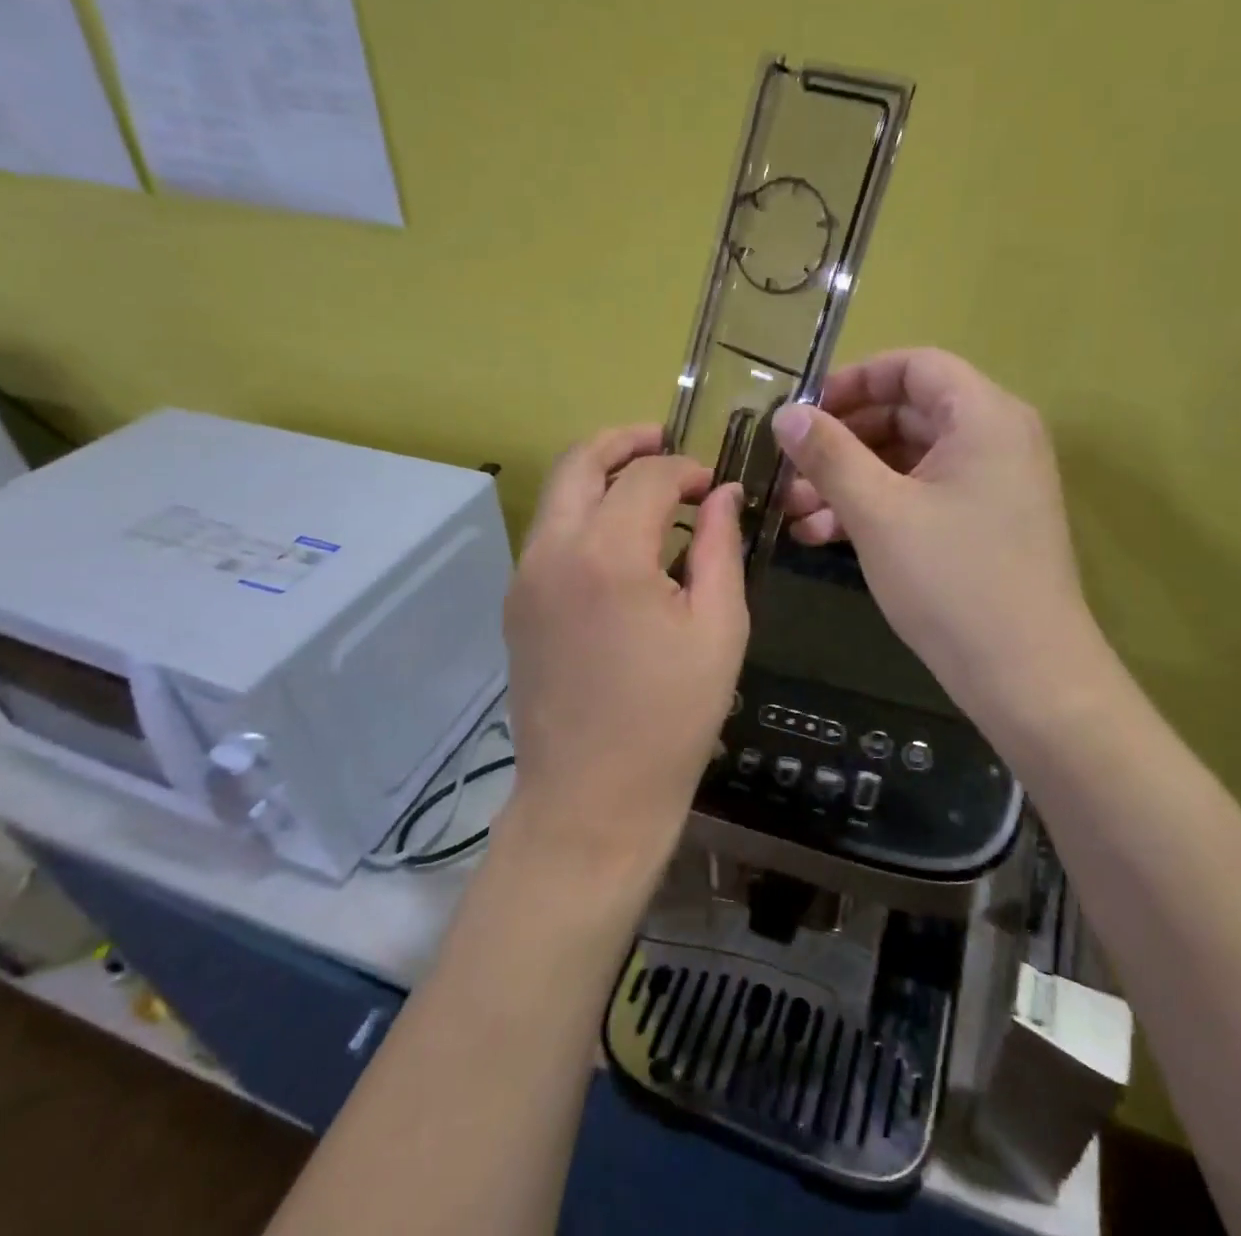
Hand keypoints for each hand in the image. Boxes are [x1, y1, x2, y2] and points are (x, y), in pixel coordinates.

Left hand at [502, 425, 747, 883]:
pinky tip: (623, 542)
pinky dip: (585, 514)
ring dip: (601, 476)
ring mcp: (525, 577)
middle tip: (667, 442)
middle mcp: (552, 552)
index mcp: (608, 555)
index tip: (716, 486)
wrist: (592, 799)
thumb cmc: (671, 719)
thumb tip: (724, 495)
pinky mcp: (517, 604)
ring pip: (558, 495)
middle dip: (626, 442)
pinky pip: (550, 534)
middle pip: (579, 462)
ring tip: (649, 490)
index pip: (647, 476)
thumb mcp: (719, 629)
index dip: (686, 469)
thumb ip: (721, 548)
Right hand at [772, 350, 1099, 741]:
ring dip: (848, 480)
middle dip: (840, 441)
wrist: (1026, 677)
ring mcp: (988, 485)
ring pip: (905, 461)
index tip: (803, 411)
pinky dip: (874, 508)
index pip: (913, 366)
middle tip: (788, 468)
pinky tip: (822, 535)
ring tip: (792, 511)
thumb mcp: (878, 512)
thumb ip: (829, 454)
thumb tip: (786, 413)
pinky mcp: (979, 524)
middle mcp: (993, 439)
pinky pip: (919, 496)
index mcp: (983, 416)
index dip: (852, 380)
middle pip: (905, 414)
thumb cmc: (952, 581)